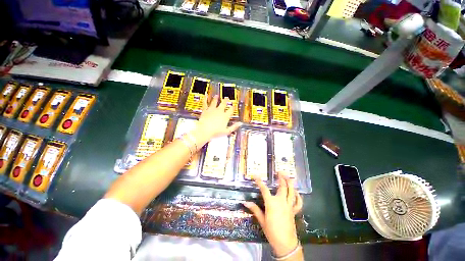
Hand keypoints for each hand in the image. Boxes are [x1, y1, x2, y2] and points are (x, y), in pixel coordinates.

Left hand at [191, 95, 241, 145]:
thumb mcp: (227, 131)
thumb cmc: (216, 132)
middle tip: (226, 98)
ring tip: (217, 96)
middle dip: (225, 101)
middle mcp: (219, 111)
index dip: (233, 108)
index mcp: (225, 116)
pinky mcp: (205, 110)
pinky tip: (205, 96)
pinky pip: (205, 103)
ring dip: (216, 99)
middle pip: (223, 104)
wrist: (205, 130)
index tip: (234, 106)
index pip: (231, 110)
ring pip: (215, 102)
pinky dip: (205, 99)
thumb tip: (240, 123)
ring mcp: (212, 110)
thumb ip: (234, 127)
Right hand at [243, 173, 302, 256]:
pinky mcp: (294, 211)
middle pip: (282, 186)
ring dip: (290, 183)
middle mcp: (281, 201)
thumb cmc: (272, 232)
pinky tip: (296, 192)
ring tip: (288, 176)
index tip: (256, 176)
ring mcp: (289, 206)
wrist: (285, 244)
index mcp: (271, 203)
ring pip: (291, 191)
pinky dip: (298, 196)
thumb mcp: (262, 220)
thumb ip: (255, 209)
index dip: (259, 181)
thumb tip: (245, 202)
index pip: (264, 189)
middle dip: (281, 178)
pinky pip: (298, 202)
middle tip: (279, 171)